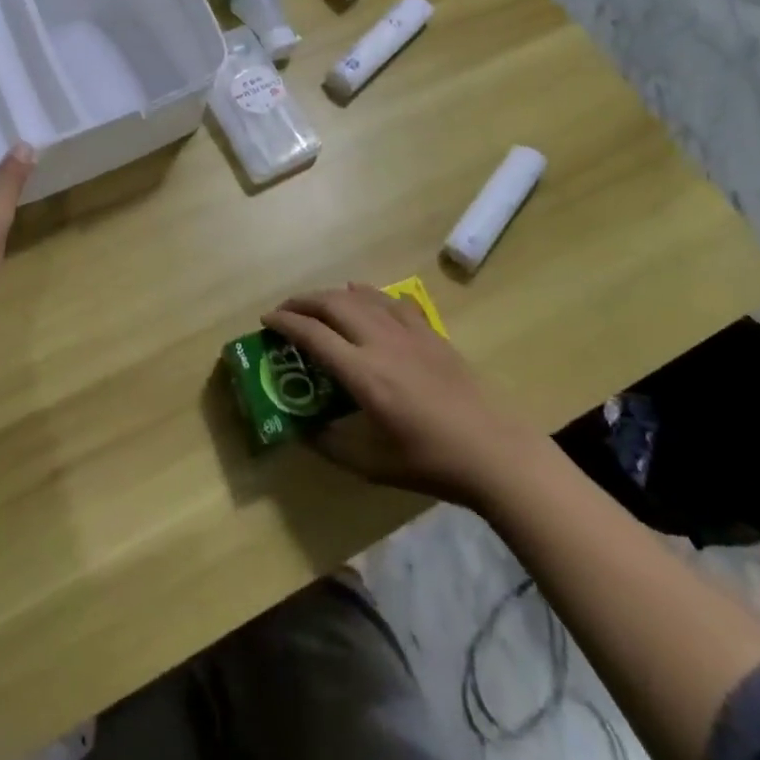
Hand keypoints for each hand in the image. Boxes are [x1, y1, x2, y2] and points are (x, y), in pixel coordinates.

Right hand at [262, 284, 536, 507]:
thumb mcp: (370, 464)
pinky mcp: (431, 334)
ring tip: (319, 304)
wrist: (493, 451)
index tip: (266, 320)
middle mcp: (381, 342)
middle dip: (303, 301)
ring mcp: (409, 333)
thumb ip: (330, 444)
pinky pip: (392, 302)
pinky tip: (365, 300)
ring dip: (333, 295)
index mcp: (363, 373)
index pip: (313, 335)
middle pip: (333, 304)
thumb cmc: (429, 461)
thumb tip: (304, 429)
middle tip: (286, 310)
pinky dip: (370, 296)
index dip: (285, 322)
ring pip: (362, 297)